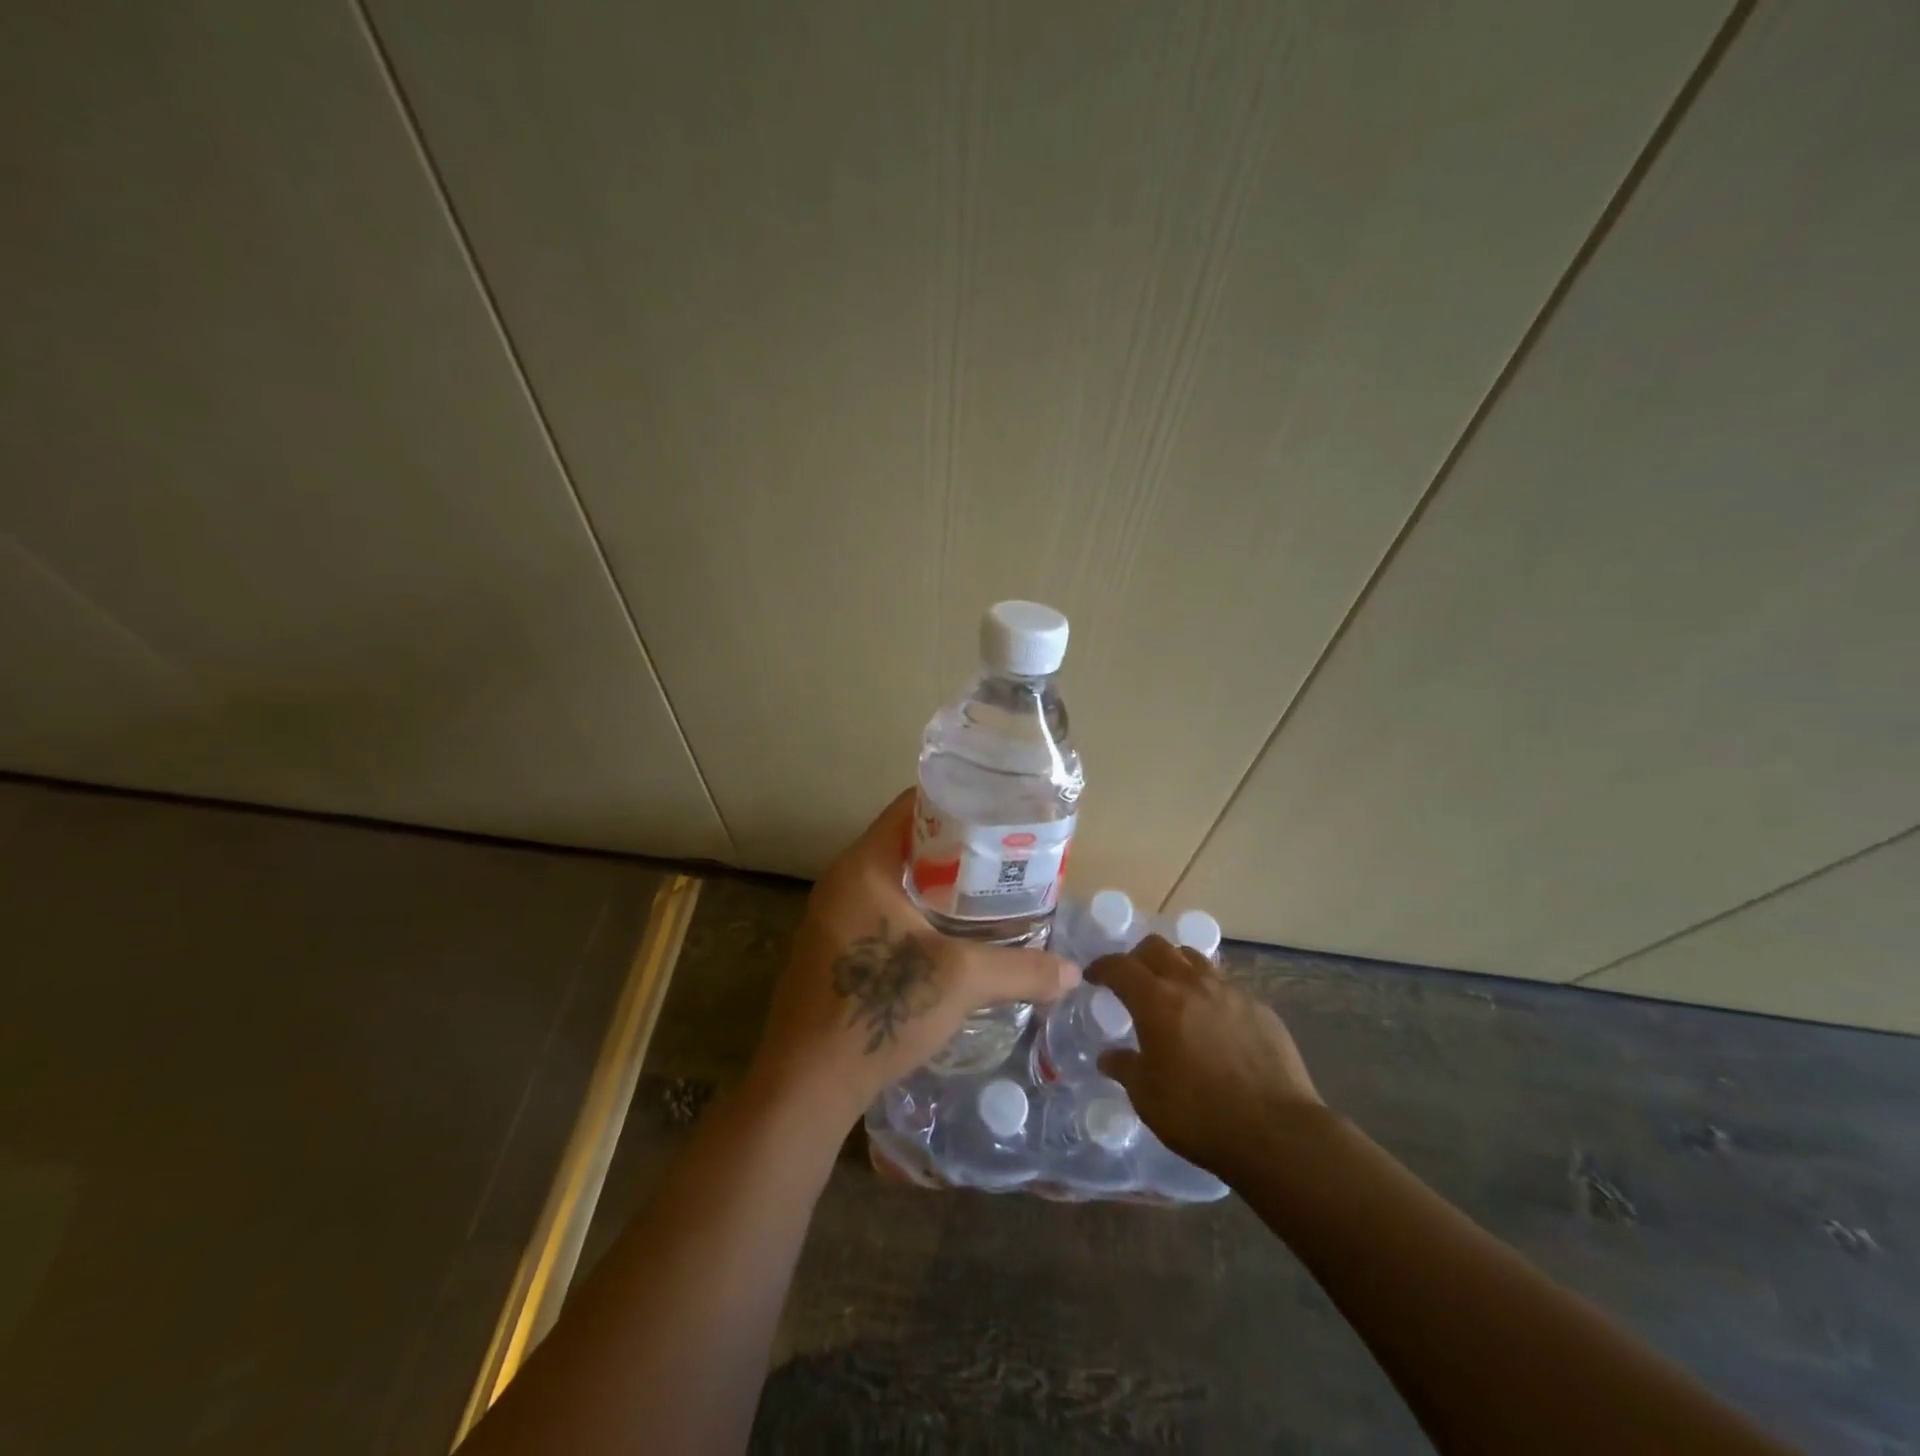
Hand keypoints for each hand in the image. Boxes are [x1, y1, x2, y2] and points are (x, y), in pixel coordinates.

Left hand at [746, 790, 1079, 1127]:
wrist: (806, 1083)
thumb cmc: (879, 1009)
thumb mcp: (959, 981)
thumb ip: (1021, 970)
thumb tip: (1073, 973)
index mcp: (864, 865)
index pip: (912, 805)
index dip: (959, 801)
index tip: (1000, 813)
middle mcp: (843, 879)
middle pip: (907, 841)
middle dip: (958, 846)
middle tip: (1006, 855)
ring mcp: (833, 914)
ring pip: (896, 878)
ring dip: (939, 882)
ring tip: (989, 892)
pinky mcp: (834, 947)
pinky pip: (883, 909)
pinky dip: (919, 910)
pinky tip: (953, 934)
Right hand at [1089, 935, 1320, 1179]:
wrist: (1277, 1132)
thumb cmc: (1199, 1114)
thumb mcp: (1147, 1098)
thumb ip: (1125, 1069)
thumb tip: (1108, 1057)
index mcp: (1157, 1000)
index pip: (1120, 967)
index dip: (1102, 967)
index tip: (1093, 976)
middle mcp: (1192, 984)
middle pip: (1158, 948)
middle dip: (1138, 958)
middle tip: (1132, 980)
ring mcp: (1230, 992)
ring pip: (1195, 959)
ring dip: (1176, 967)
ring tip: (1173, 992)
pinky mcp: (1260, 1008)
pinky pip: (1226, 986)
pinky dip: (1209, 993)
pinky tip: (1213, 1021)